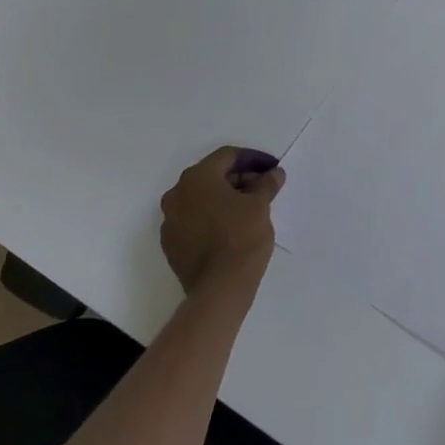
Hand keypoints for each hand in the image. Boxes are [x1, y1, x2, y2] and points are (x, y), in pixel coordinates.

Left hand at [159, 147, 284, 294]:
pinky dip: (212, 217)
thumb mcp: (260, 206)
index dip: (253, 159)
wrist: (220, 287)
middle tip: (263, 188)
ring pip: (201, 199)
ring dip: (225, 198)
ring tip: (250, 208)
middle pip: (212, 176)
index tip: (272, 168)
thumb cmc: (242, 237)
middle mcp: (177, 194)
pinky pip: (193, 220)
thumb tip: (274, 173)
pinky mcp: (171, 243)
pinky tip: (231, 228)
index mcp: (197, 178)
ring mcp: (170, 220)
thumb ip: (267, 184)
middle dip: (239, 178)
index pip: (227, 156)